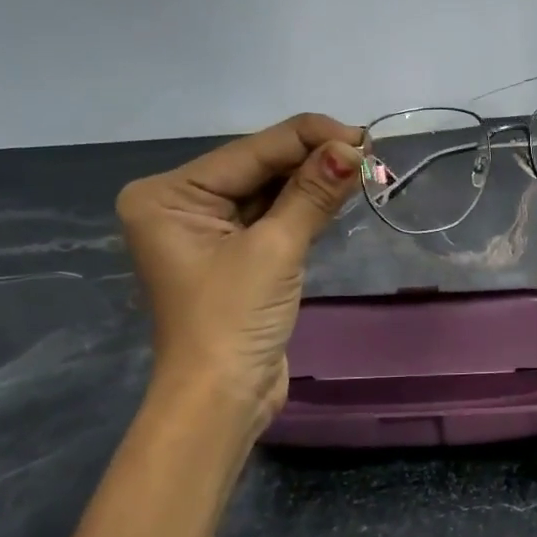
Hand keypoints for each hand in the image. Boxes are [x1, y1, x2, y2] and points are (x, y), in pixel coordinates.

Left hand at [116, 114, 364, 428]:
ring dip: (312, 182)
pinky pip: (271, 217)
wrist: (221, 400)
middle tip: (367, 152)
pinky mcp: (232, 254)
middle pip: (257, 167)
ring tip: (361, 166)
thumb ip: (311, 194)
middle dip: (311, 160)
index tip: (361, 136)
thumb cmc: (233, 321)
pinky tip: (338, 191)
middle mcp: (180, 205)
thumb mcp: (275, 250)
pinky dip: (304, 207)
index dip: (307, 138)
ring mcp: (206, 231)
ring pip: (268, 191)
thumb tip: (352, 149)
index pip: (249, 151)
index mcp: (168, 195)